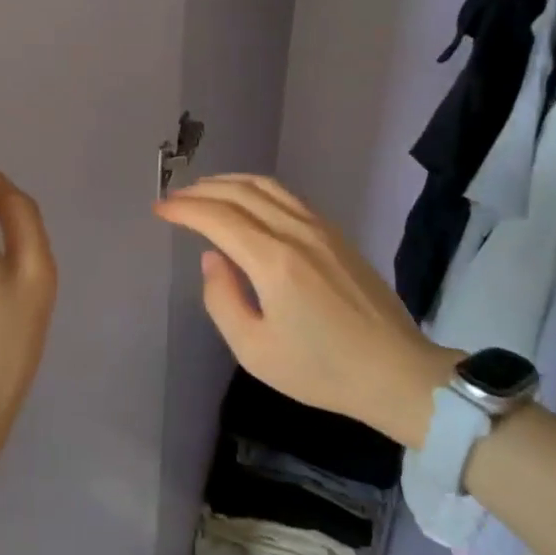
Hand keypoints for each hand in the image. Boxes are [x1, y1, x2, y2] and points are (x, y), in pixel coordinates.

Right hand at [154, 175, 456, 446]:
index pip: (218, 217)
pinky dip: (256, 188)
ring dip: (228, 182)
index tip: (160, 209)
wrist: (396, 372)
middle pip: (240, 192)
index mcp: (274, 261)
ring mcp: (321, 228)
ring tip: (203, 191)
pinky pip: (287, 196)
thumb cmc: (321, 370)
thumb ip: (222, 299)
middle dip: (201, 190)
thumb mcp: (255, 350)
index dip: (184, 209)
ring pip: (266, 186)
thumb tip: (212, 258)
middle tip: (174, 198)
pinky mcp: (336, 233)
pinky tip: (246, 201)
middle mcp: (297, 232)